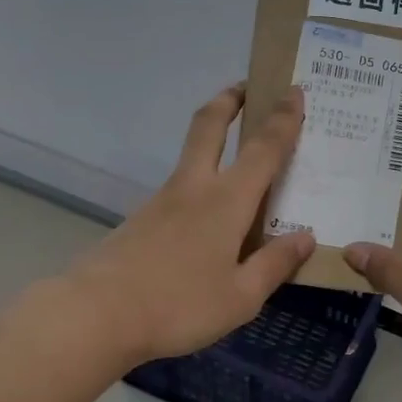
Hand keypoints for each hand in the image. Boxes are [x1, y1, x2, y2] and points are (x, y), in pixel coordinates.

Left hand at [65, 83, 315, 365]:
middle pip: (209, 126)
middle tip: (247, 86)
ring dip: (213, 137)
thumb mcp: (240, 297)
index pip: (263, 149)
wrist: (96, 316)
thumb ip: (274, 264)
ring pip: (191, 155)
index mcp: (226, 202)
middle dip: (229, 100)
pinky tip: (209, 216)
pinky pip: (179, 188)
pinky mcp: (141, 220)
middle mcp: (194, 189)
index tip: (294, 91)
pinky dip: (200, 181)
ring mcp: (161, 202)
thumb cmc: (178, 306)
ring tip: (239, 156)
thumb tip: (306, 237)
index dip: (283, 118)